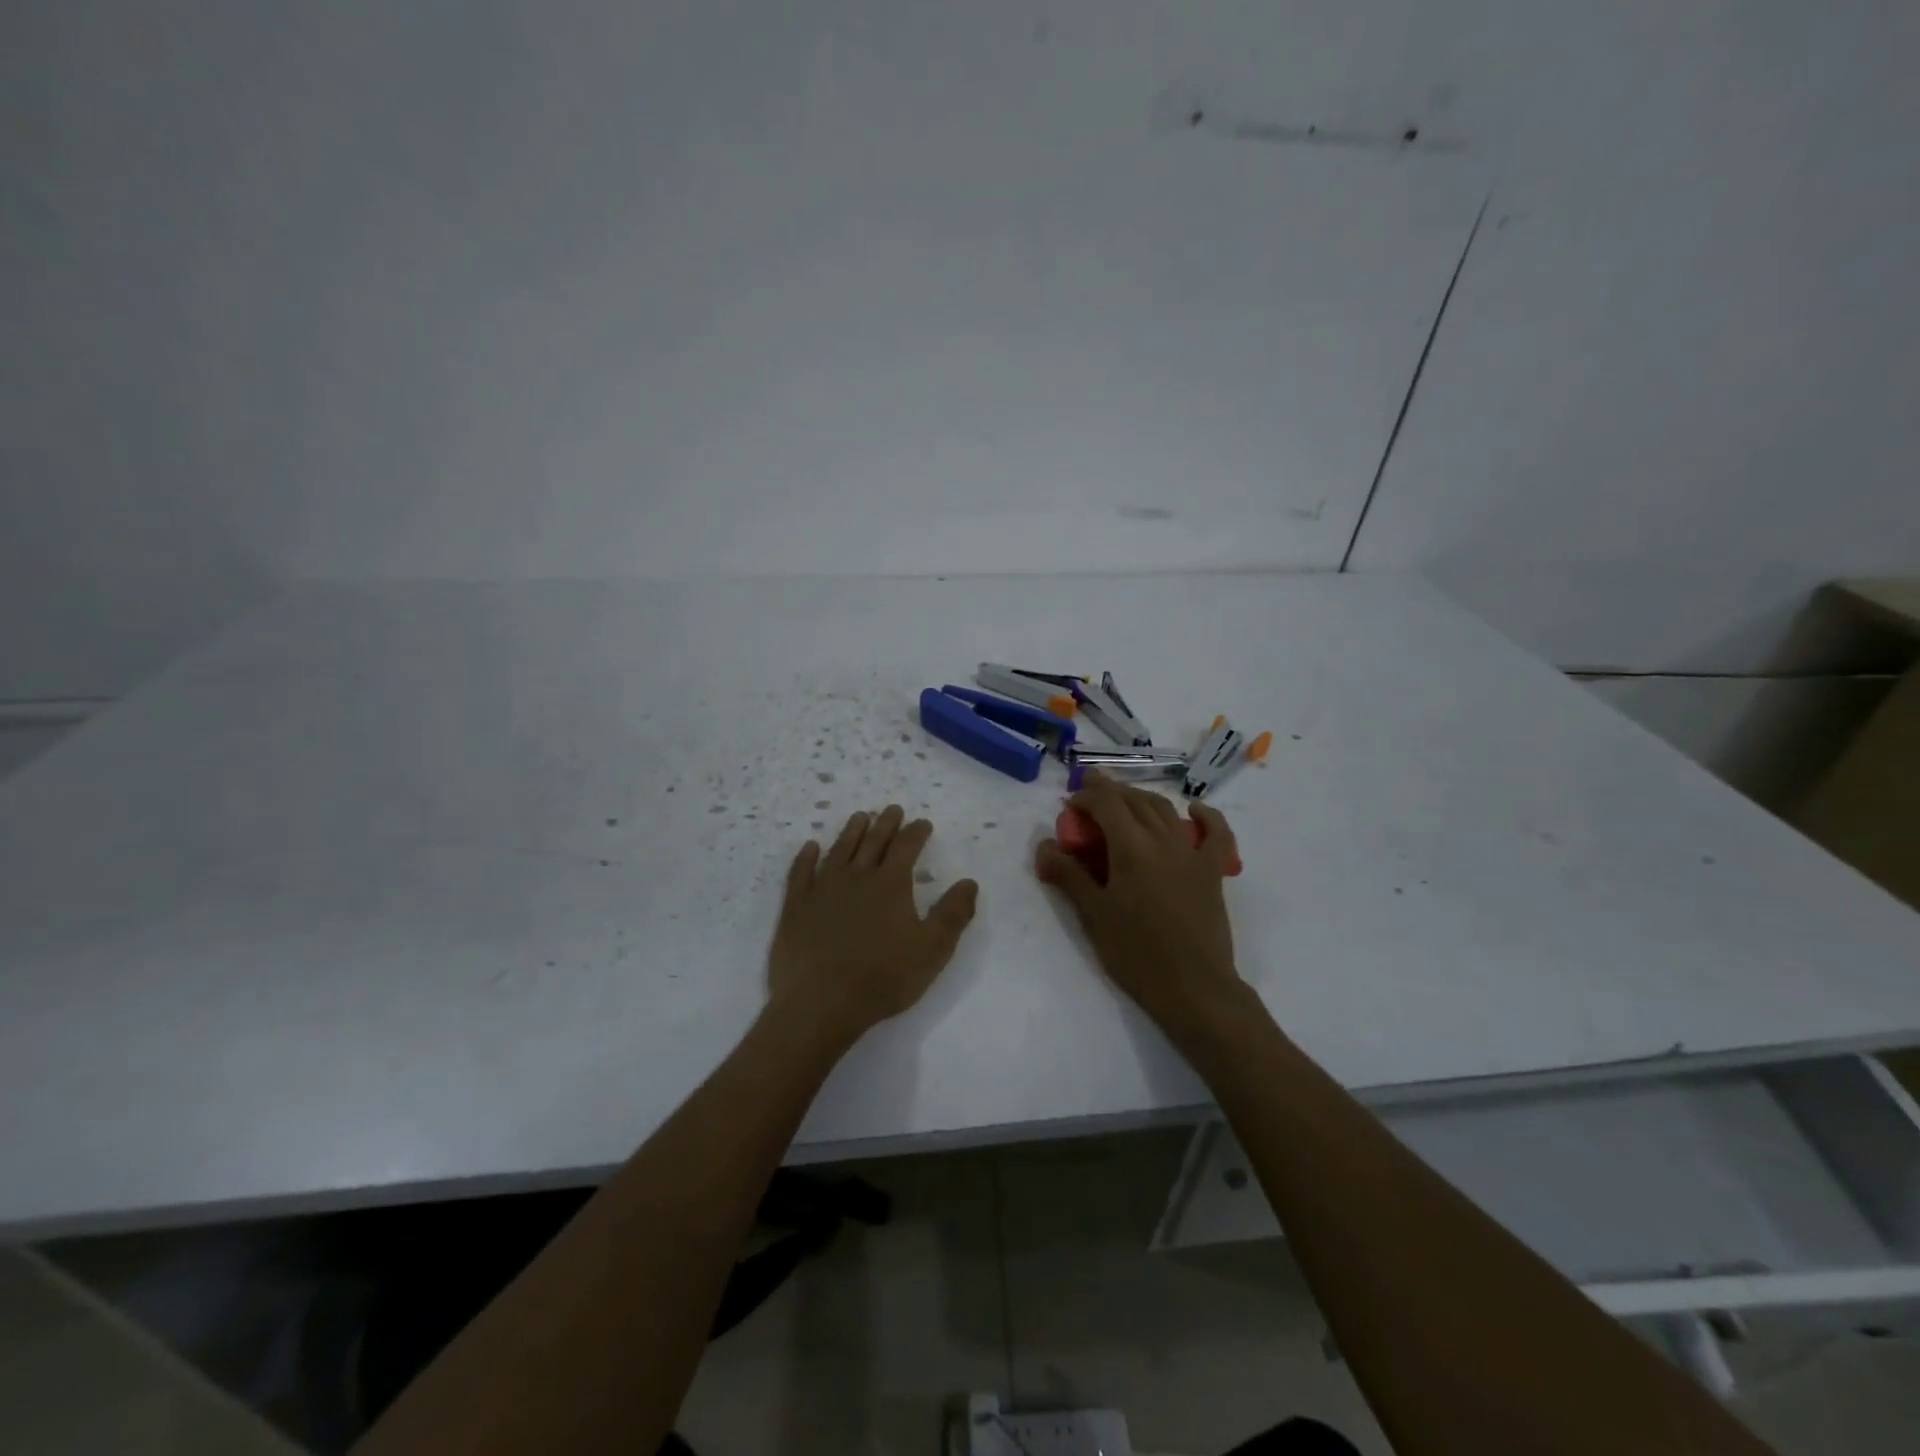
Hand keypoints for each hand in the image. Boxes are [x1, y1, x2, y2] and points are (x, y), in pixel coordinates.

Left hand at [767, 805, 979, 1046]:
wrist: (821, 1002)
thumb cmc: (883, 978)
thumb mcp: (933, 949)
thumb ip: (953, 913)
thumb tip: (969, 883)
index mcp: (891, 884)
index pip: (906, 846)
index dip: (916, 832)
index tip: (923, 823)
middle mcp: (857, 876)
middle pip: (873, 841)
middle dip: (886, 823)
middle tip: (892, 809)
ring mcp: (822, 888)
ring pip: (839, 849)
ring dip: (851, 831)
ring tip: (859, 817)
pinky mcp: (796, 905)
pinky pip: (801, 872)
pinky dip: (806, 856)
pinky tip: (810, 847)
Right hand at [1035, 772, 1243, 1030]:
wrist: (1193, 987)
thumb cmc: (1136, 953)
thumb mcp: (1093, 915)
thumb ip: (1068, 874)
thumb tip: (1044, 845)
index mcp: (1131, 846)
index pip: (1106, 802)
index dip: (1086, 796)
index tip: (1069, 804)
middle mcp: (1163, 839)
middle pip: (1134, 800)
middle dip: (1110, 792)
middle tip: (1089, 796)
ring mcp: (1191, 853)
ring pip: (1165, 810)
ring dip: (1141, 799)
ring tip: (1123, 802)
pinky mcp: (1212, 872)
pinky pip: (1215, 834)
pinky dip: (1206, 816)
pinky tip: (1194, 810)